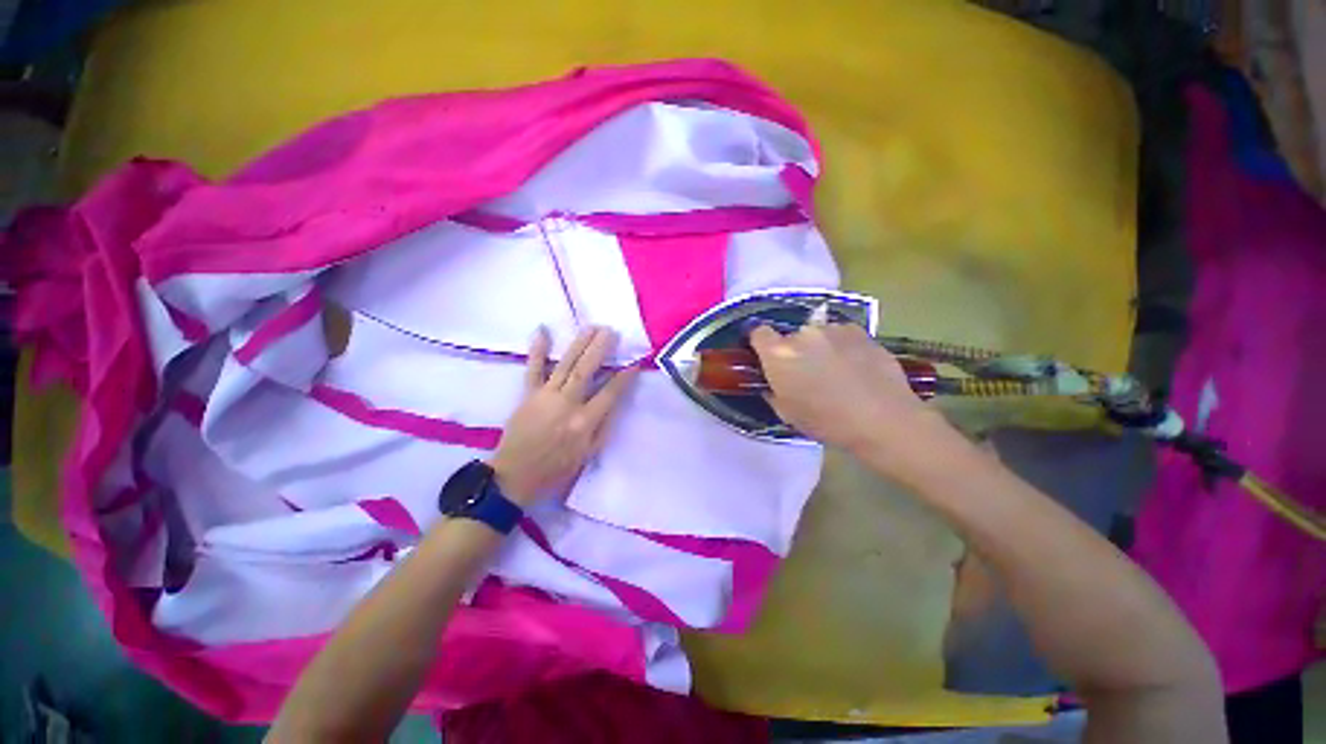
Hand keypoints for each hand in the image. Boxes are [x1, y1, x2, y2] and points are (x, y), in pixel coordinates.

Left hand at [490, 326, 638, 505]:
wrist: (515, 475)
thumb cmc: (557, 468)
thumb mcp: (589, 454)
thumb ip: (604, 426)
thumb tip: (617, 400)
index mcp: (584, 422)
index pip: (610, 393)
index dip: (624, 377)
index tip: (635, 364)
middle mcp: (567, 404)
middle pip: (587, 370)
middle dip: (601, 348)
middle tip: (611, 331)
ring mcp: (546, 396)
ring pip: (566, 364)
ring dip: (580, 344)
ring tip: (592, 328)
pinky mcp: (528, 394)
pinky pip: (533, 368)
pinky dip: (538, 349)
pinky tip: (543, 330)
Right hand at [749, 322, 942, 452]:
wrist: (882, 420)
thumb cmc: (826, 421)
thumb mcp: (786, 413)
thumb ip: (772, 391)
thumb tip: (772, 383)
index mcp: (779, 354)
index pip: (758, 332)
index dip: (761, 344)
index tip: (767, 356)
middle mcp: (803, 334)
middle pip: (790, 336)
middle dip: (794, 351)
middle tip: (806, 373)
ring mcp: (834, 329)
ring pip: (817, 334)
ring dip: (819, 347)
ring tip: (835, 371)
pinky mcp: (860, 331)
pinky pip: (841, 335)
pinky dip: (842, 346)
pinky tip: (855, 367)